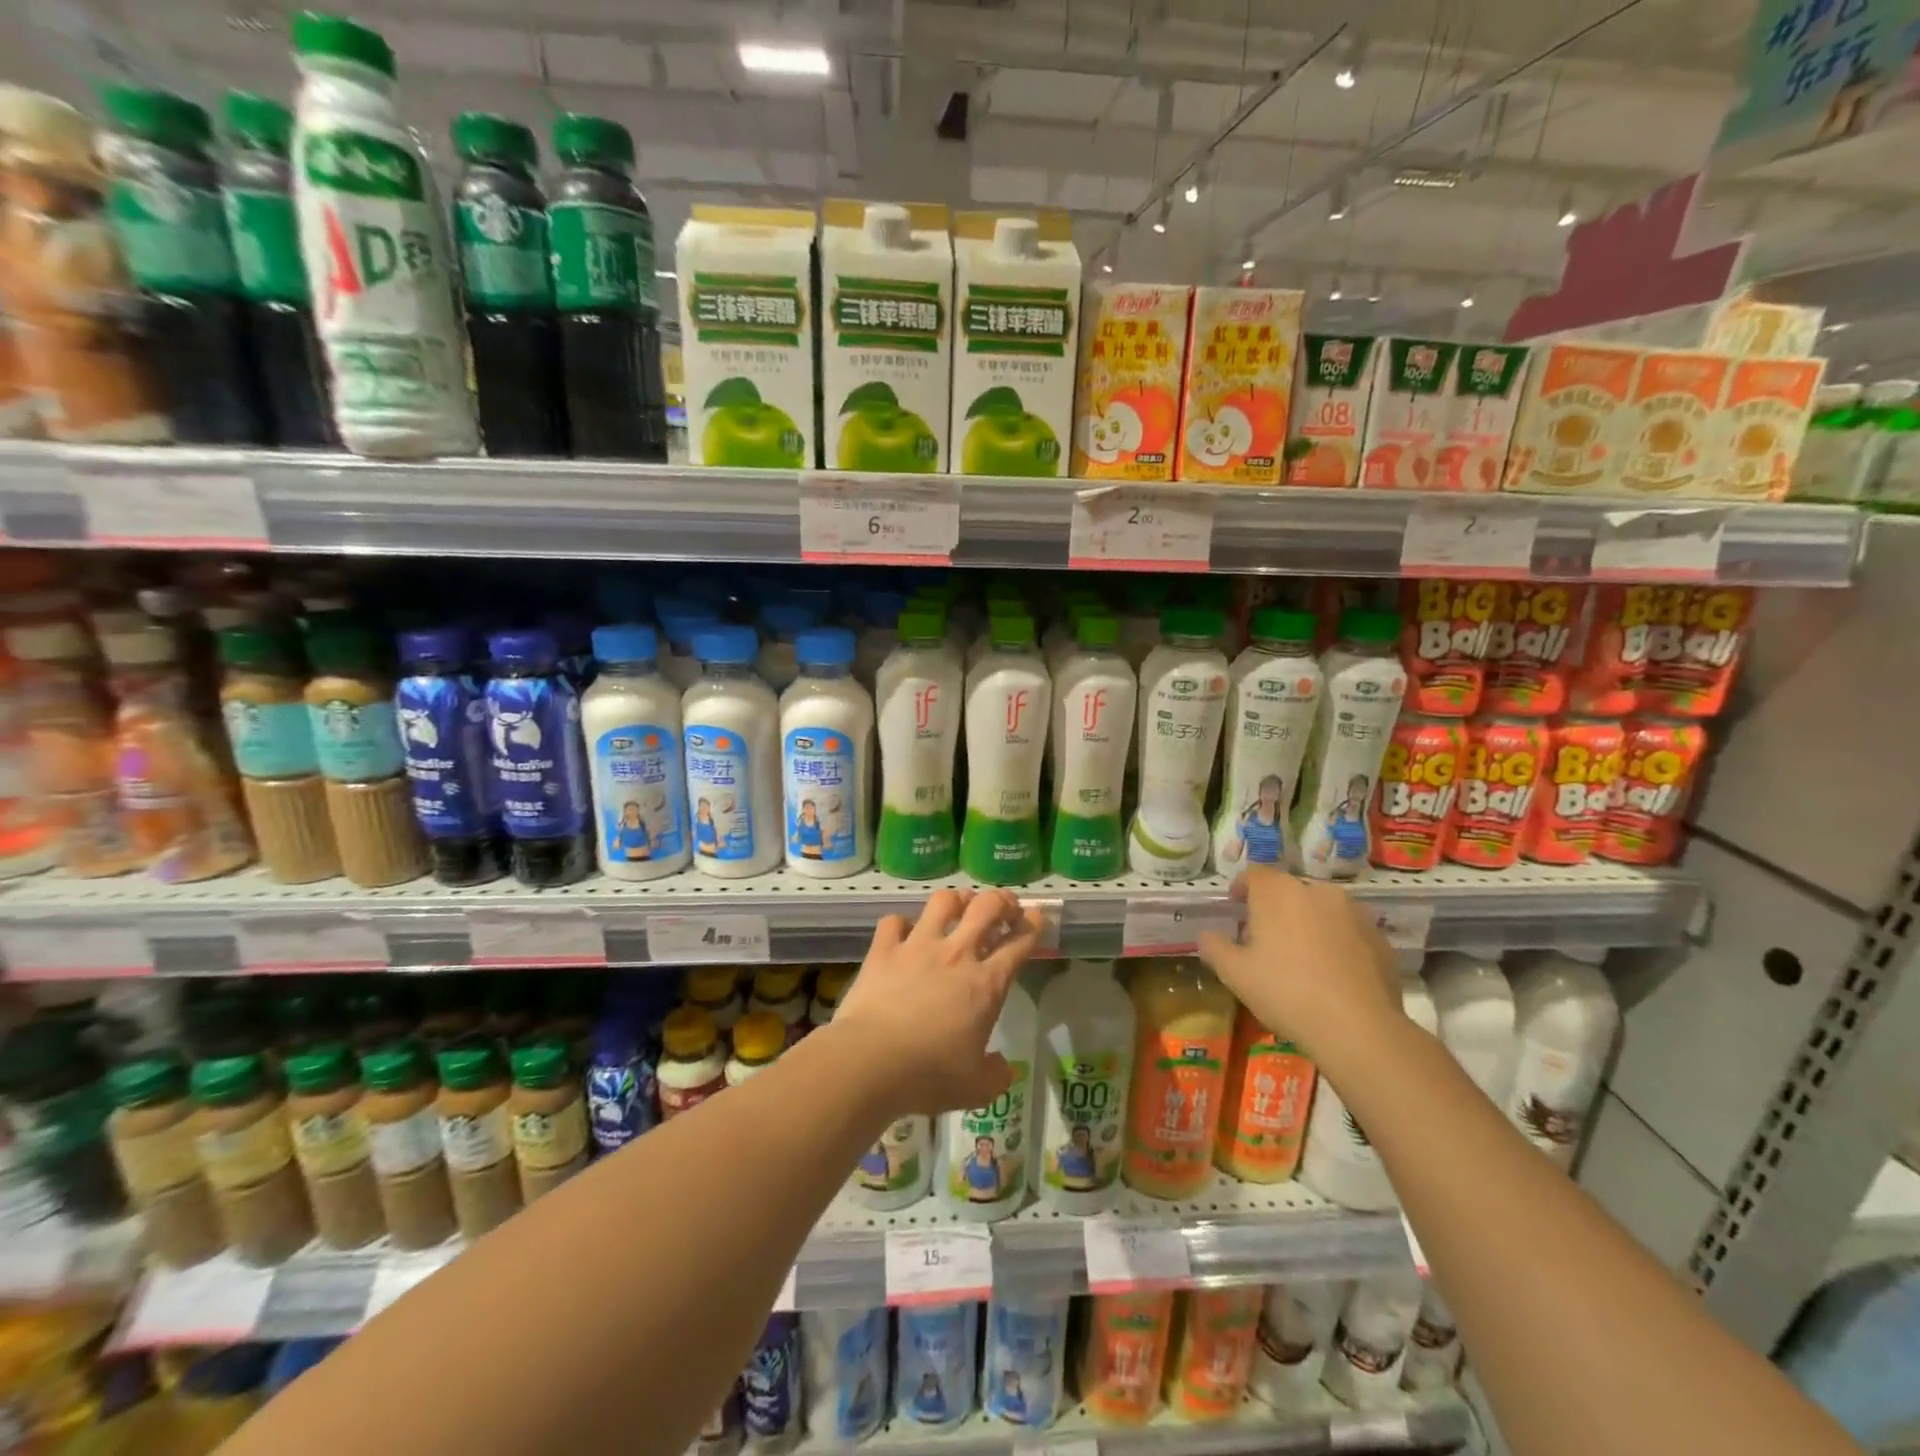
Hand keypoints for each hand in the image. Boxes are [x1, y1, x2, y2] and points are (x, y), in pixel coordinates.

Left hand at [834, 888, 1043, 1117]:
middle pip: (987, 907)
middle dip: (1001, 900)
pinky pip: (895, 921)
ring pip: (943, 902)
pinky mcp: (883, 949)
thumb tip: (1004, 1067)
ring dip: (956, 899)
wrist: (871, 1061)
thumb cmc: (929, 1075)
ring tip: (959, 905)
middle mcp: (956, 955)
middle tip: (1004, 907)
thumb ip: (996, 1075)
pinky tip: (903, 933)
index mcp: (986, 984)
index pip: (1019, 943)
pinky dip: (901, 924)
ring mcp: (918, 946)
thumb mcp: (975, 1088)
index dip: (1033, 926)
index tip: (1036, 918)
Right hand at [1196, 866, 1399, 1058]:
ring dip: (1308, 923)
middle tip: (1266, 939)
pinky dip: (1336, 942)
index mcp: (1279, 892)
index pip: (1255, 874)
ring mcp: (1354, 913)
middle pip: (1290, 890)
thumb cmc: (1286, 992)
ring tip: (1302, 957)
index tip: (1236, 906)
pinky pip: (1348, 931)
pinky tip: (1332, 974)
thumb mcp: (1235, 974)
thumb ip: (1214, 947)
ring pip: (1322, 909)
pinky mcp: (1380, 938)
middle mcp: (1317, 891)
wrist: (1359, 1028)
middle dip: (1276, 908)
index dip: (1242, 887)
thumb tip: (1207, 936)